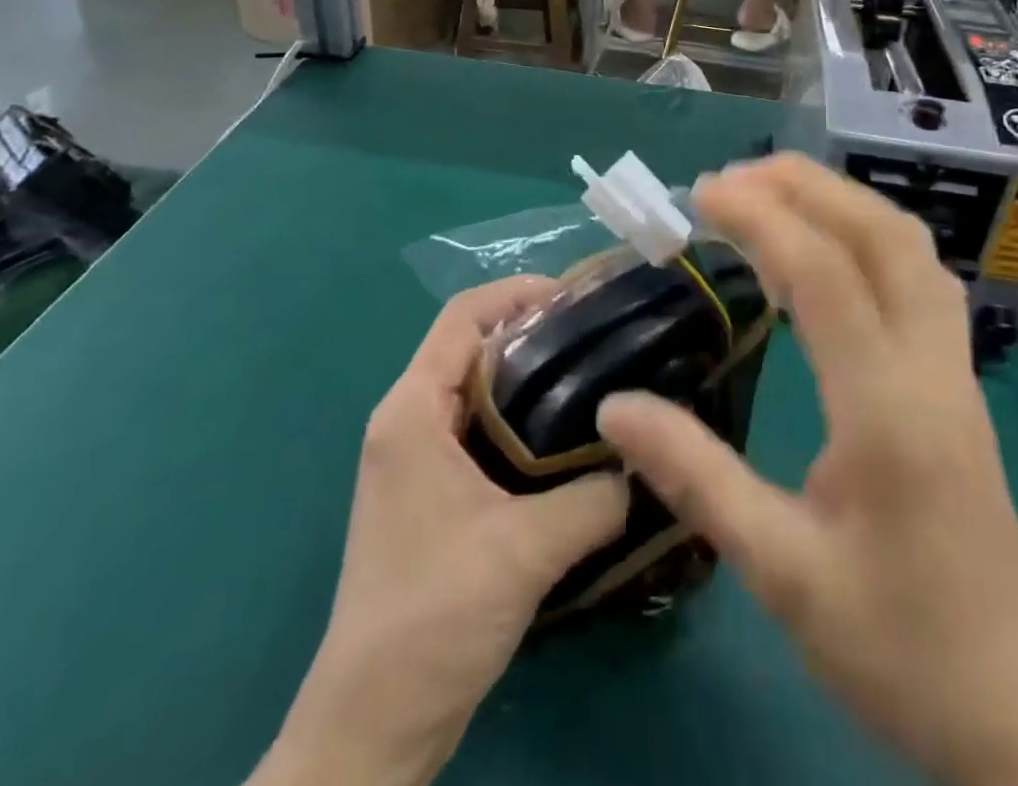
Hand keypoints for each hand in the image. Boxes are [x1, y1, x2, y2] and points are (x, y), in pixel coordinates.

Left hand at [255, 278, 628, 785]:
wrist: (372, 724)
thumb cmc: (435, 615)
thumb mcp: (526, 550)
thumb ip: (595, 497)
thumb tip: (645, 461)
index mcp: (412, 410)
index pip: (463, 317)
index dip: (517, 294)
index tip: (577, 299)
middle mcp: (407, 420)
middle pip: (472, 347)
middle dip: (533, 334)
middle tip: (599, 339)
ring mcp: (415, 459)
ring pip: (476, 392)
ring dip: (529, 381)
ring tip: (594, 380)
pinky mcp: (429, 494)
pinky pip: (477, 432)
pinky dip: (519, 423)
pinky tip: (567, 441)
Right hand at [596, 155, 1017, 785]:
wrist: (1016, 712)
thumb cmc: (896, 648)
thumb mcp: (780, 573)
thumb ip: (696, 480)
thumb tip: (613, 409)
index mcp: (888, 413)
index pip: (825, 277)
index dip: (761, 220)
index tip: (700, 194)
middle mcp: (931, 371)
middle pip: (883, 236)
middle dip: (807, 188)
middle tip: (731, 180)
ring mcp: (954, 371)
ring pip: (910, 248)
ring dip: (842, 203)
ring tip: (771, 195)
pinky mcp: (957, 382)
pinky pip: (917, 276)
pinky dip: (867, 236)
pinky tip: (826, 248)